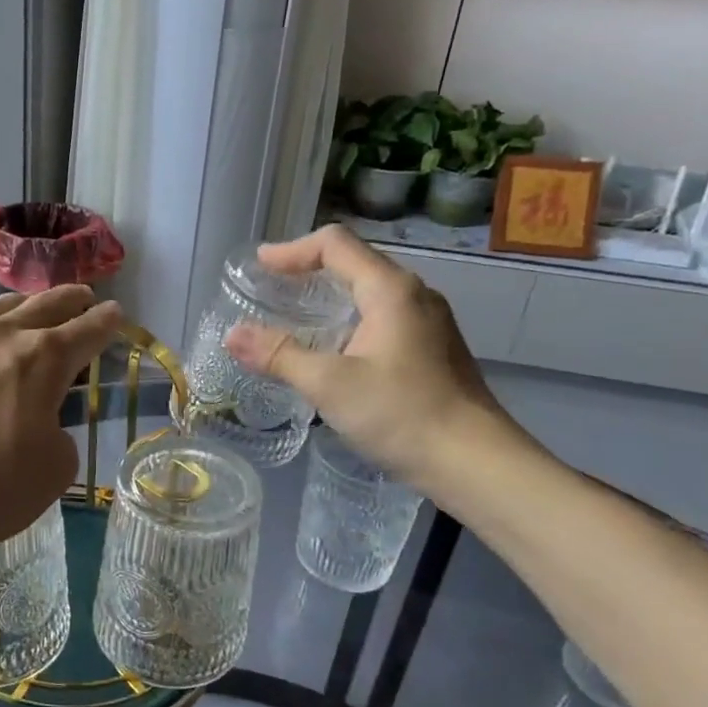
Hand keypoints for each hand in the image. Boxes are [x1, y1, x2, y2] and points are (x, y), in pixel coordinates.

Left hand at [0, 286, 122, 591]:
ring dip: (21, 305)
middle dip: (70, 300)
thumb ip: (60, 434)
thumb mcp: (54, 472)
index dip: (107, 322)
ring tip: (29, 306)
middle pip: (44, 305)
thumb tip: (42, 421)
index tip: (116, 314)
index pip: (87, 330)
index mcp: (43, 360)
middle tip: (83, 298)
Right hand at [223, 225, 515, 494]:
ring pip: (369, 293)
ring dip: (329, 298)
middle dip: (308, 271)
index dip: (292, 250)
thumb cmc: (401, 414)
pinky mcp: (431, 349)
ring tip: (294, 320)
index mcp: (390, 290)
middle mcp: (413, 295)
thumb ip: (279, 355)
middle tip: (270, 291)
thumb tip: (233, 335)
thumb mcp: (329, 385)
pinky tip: (333, 352)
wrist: (475, 462)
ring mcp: (428, 322)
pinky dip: (348, 321)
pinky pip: (382, 318)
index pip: (335, 244)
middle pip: (354, 263)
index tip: (259, 267)